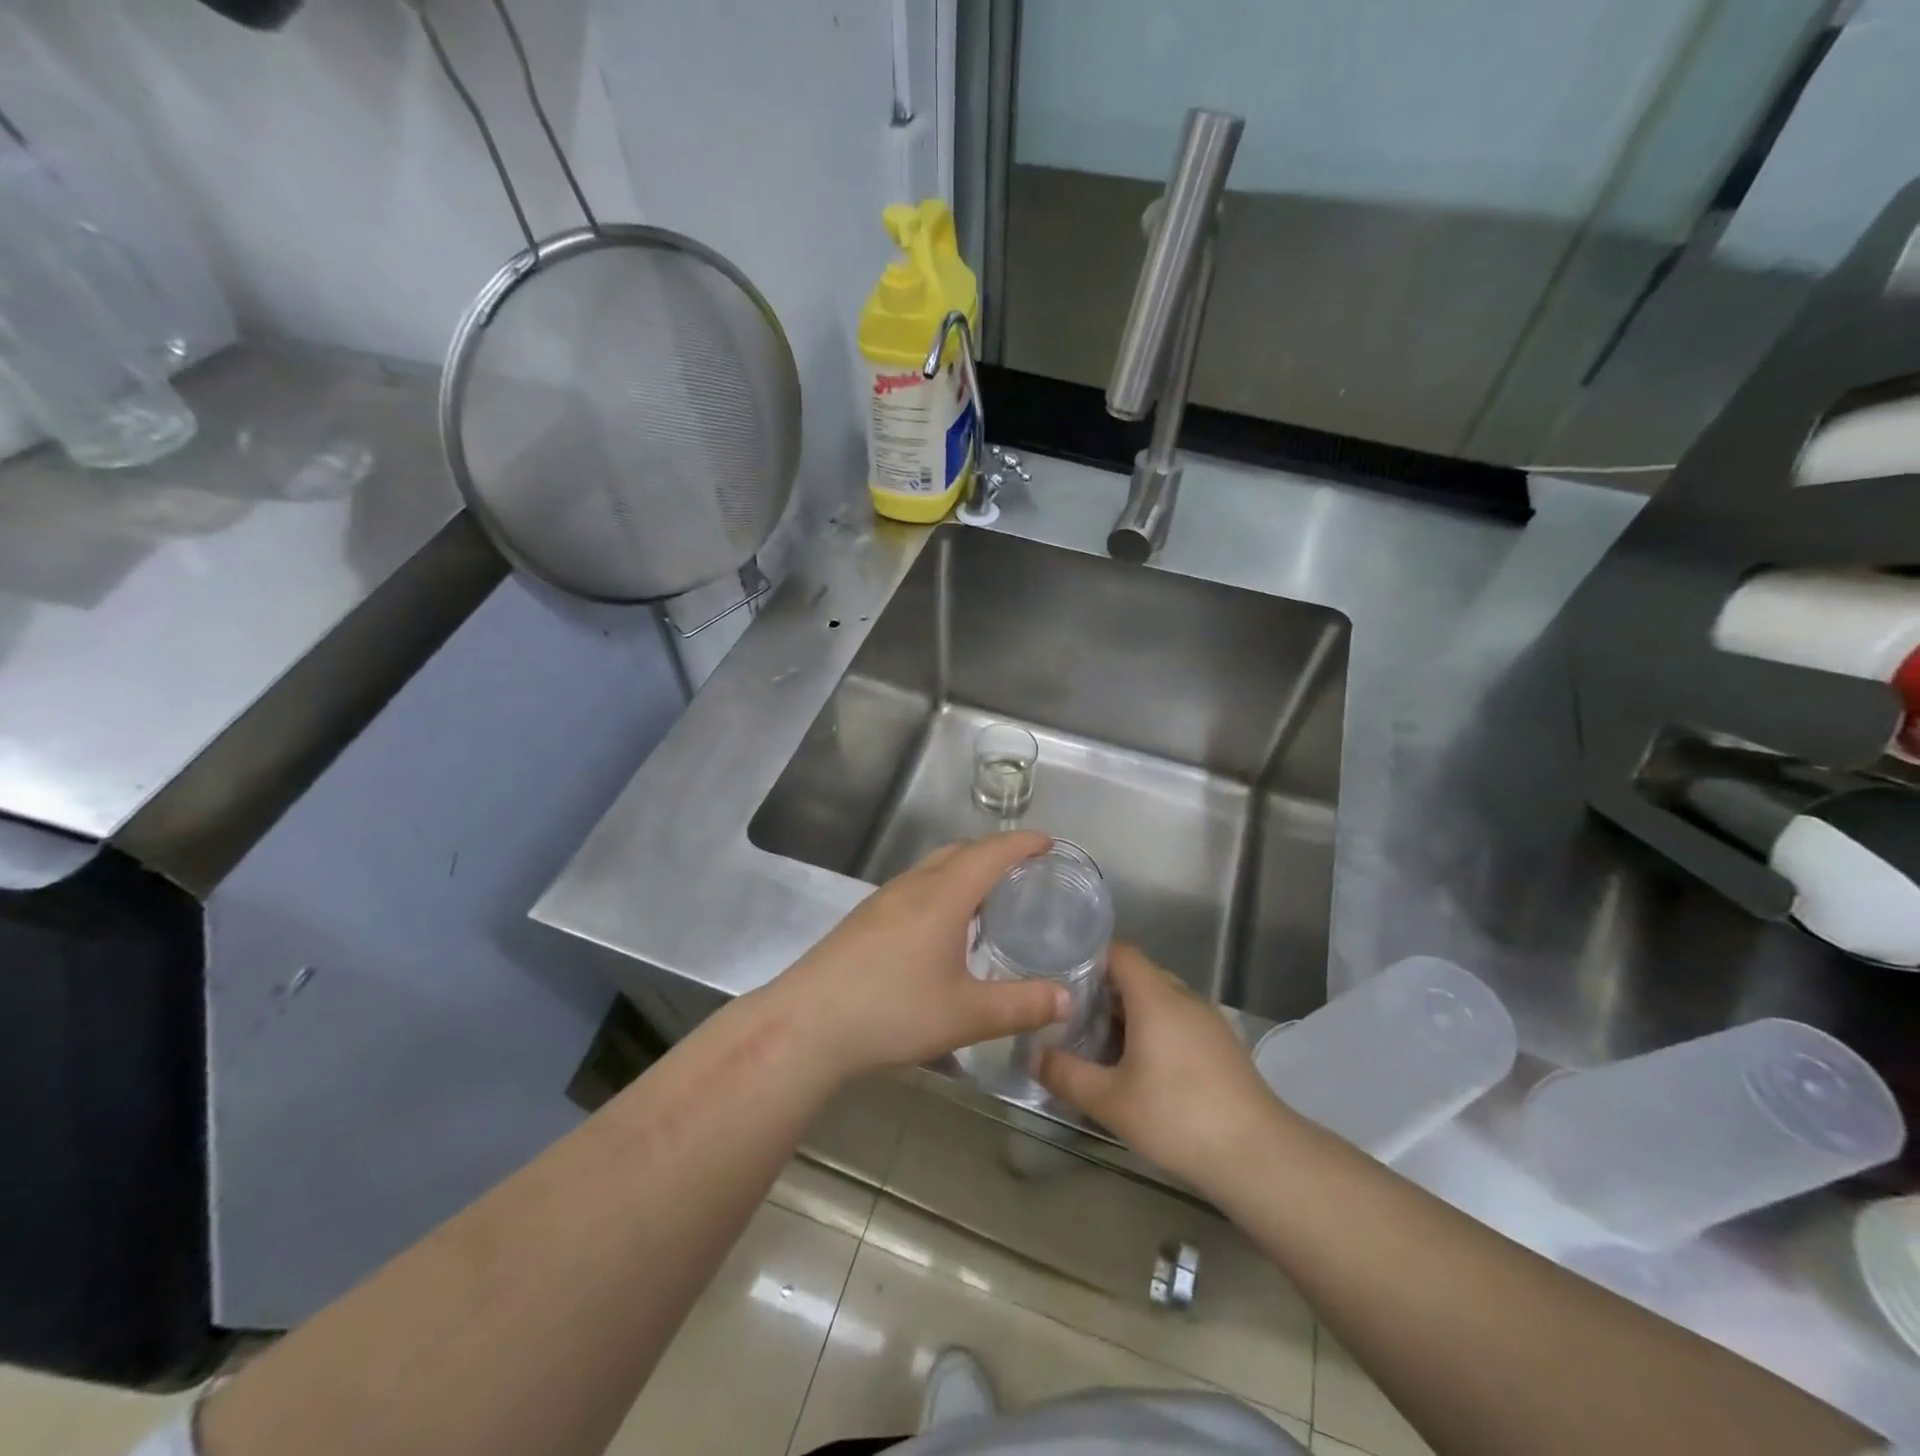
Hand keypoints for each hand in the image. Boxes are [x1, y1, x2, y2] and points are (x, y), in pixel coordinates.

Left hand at [764, 833, 1069, 1079]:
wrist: (807, 1024)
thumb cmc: (893, 1011)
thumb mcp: (966, 1014)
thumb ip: (1021, 1005)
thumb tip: (1067, 998)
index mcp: (943, 896)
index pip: (991, 854)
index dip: (1023, 843)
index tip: (1050, 841)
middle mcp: (913, 886)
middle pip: (960, 852)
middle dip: (995, 851)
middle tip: (1025, 867)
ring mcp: (883, 900)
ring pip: (933, 867)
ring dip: (965, 868)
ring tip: (989, 892)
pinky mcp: (864, 919)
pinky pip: (915, 886)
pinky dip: (942, 887)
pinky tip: (942, 924)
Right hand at [1038, 944, 1281, 1189]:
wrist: (1258, 1155)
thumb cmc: (1177, 1117)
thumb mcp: (1110, 1100)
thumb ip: (1066, 1074)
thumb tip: (1033, 1056)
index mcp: (1156, 997)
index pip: (1120, 952)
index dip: (1089, 957)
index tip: (1061, 976)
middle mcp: (1184, 998)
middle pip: (1138, 975)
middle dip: (1104, 990)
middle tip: (1071, 1015)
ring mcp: (1208, 1020)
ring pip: (1160, 999)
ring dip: (1130, 1013)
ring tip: (1099, 1042)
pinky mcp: (1222, 1045)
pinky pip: (1179, 1020)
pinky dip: (1154, 1029)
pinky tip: (1141, 1067)